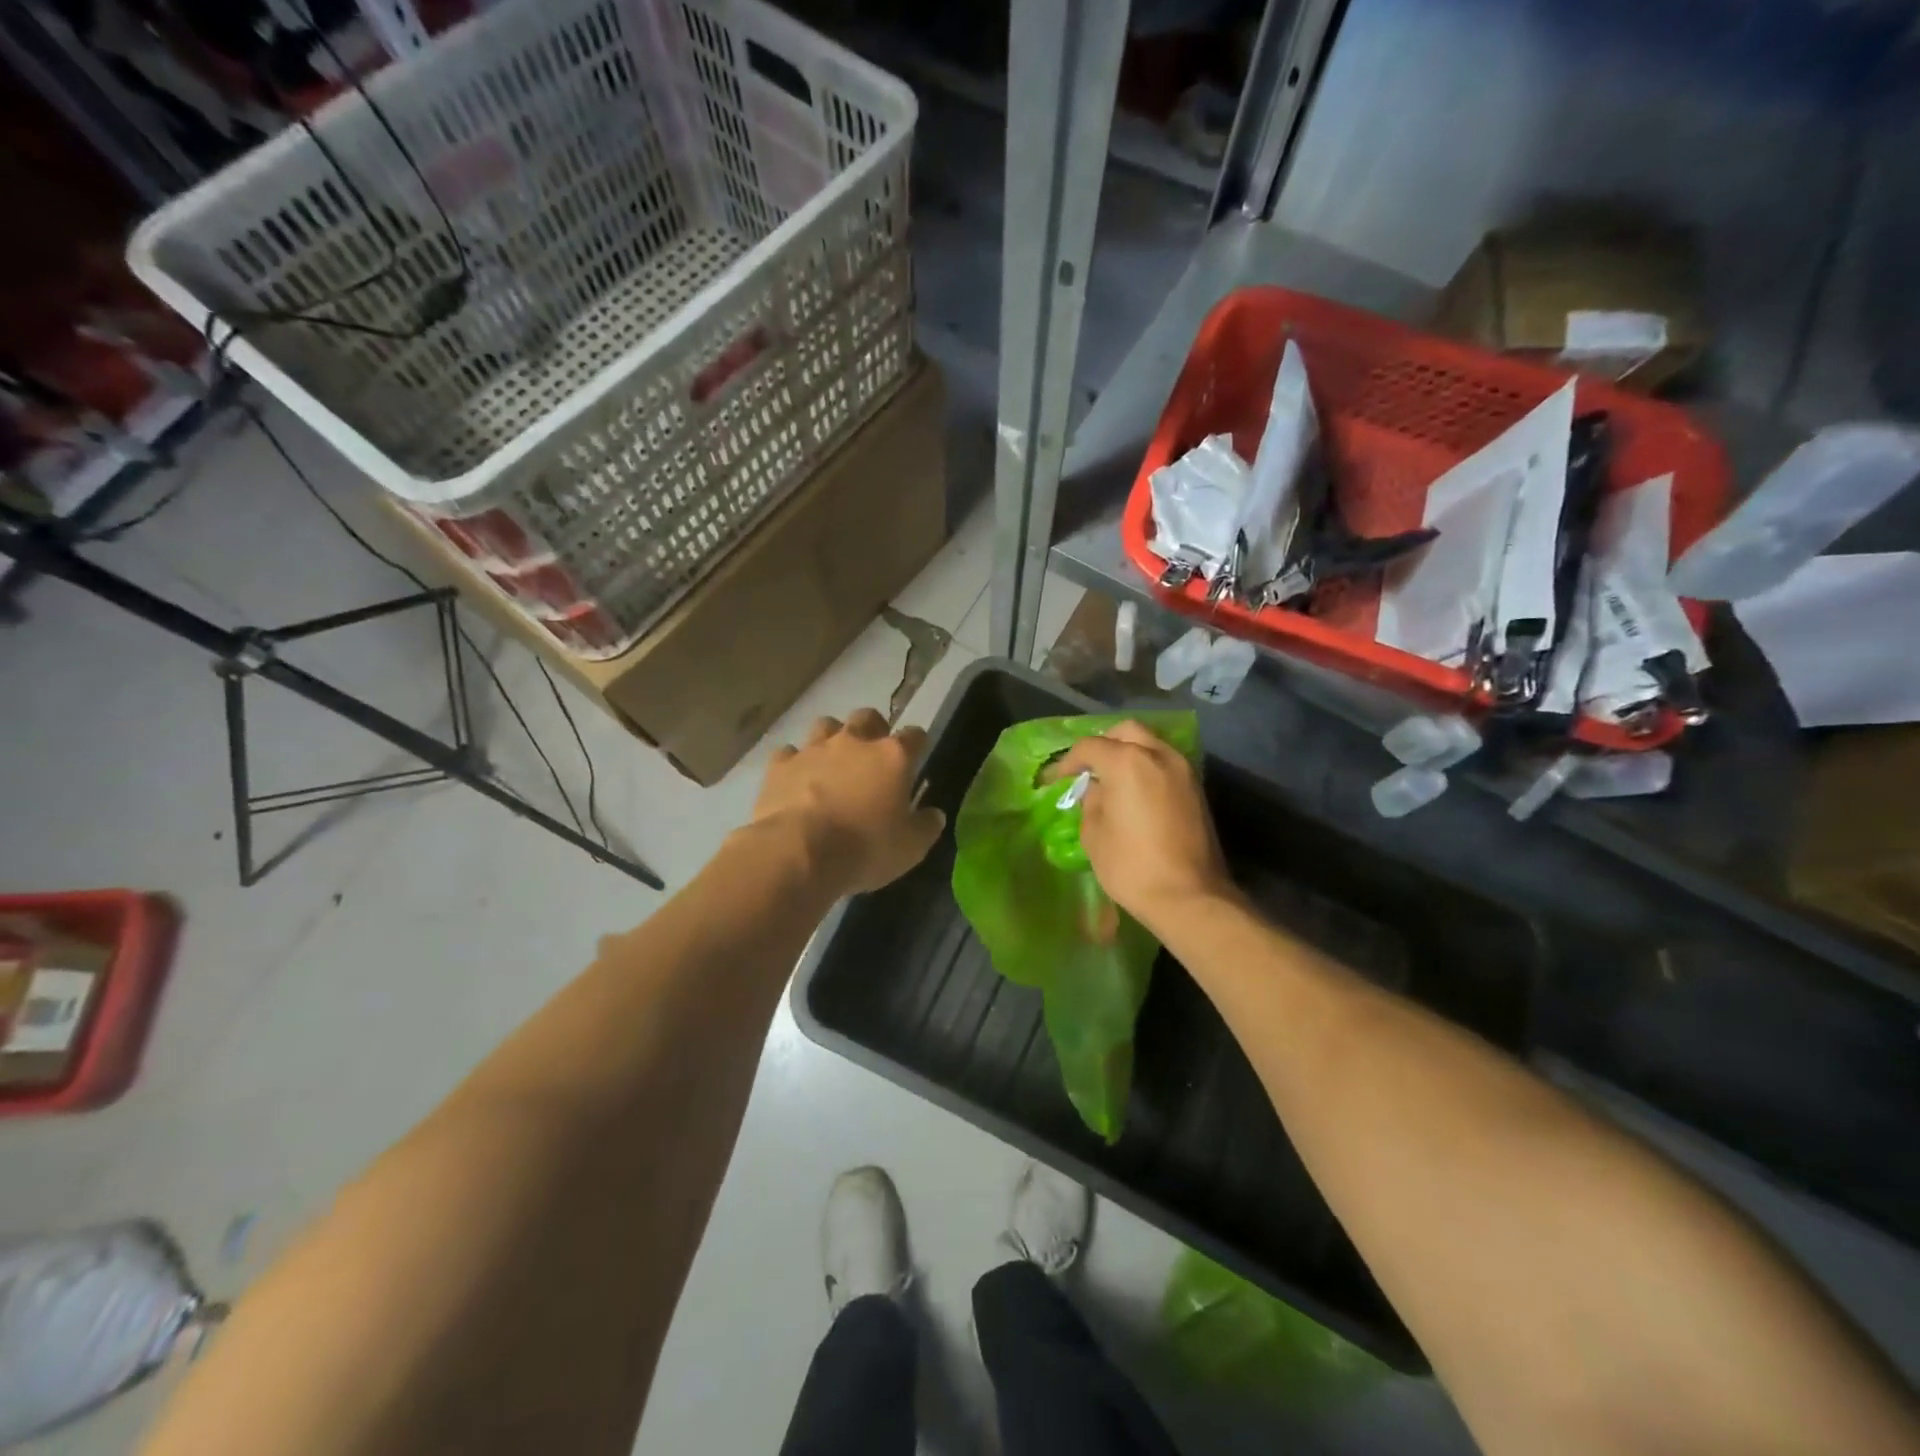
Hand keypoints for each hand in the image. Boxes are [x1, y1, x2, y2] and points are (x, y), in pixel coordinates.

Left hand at [752, 709, 945, 894]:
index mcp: (892, 757)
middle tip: (872, 754)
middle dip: (872, 729)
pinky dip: (795, 763)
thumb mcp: (910, 848)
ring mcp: (814, 749)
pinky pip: (789, 753)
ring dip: (832, 738)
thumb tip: (934, 814)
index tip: (917, 756)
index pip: (914, 736)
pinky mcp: (780, 765)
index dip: (917, 743)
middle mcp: (854, 742)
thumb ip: (926, 826)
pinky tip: (797, 779)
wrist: (799, 852)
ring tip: (833, 762)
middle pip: (867, 717)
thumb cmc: (865, 848)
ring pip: (826, 725)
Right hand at [1053, 721, 1232, 933]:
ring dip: (1129, 753)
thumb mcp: (1094, 835)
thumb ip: (1091, 802)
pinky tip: (1136, 791)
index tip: (1057, 780)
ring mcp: (1183, 769)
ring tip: (1112, 779)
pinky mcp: (1197, 788)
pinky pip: (1166, 762)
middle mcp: (1158, 754)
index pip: (1090, 747)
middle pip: (1125, 732)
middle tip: (1089, 770)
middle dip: (1104, 745)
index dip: (1068, 762)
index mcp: (1127, 762)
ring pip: (1151, 743)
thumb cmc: (1132, 866)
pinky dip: (1148, 767)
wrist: (1190, 896)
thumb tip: (1095, 790)